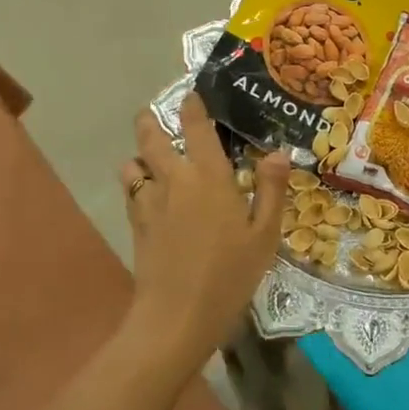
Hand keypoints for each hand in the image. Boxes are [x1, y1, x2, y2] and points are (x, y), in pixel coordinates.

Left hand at [119, 93, 289, 367]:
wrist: (177, 315)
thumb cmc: (229, 274)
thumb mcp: (264, 235)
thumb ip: (271, 189)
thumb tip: (278, 152)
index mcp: (208, 175)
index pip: (195, 126)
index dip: (192, 105)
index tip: (192, 94)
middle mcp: (174, 178)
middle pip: (151, 135)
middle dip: (150, 120)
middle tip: (157, 114)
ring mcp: (149, 200)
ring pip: (134, 161)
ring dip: (140, 153)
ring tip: (151, 157)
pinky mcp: (136, 222)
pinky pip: (130, 189)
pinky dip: (136, 181)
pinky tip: (149, 192)